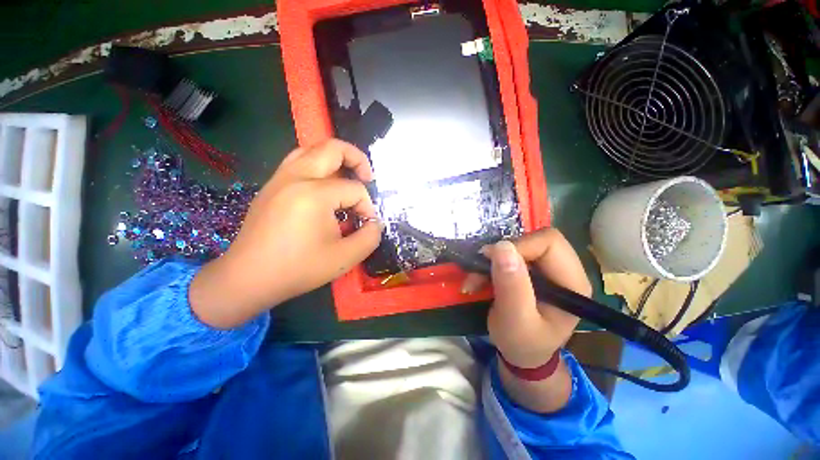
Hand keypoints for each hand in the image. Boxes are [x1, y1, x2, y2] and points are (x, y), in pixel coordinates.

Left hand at [190, 139, 383, 327]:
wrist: (248, 278)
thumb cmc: (298, 269)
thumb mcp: (345, 258)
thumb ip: (370, 237)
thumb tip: (374, 223)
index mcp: (315, 194)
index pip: (355, 189)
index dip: (367, 207)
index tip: (367, 225)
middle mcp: (296, 177)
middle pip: (333, 148)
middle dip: (357, 159)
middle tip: (368, 177)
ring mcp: (280, 178)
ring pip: (312, 150)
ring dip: (335, 159)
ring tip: (347, 176)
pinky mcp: (272, 186)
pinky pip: (298, 162)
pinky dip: (317, 166)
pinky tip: (324, 187)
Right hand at [462, 228, 591, 367]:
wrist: (521, 354)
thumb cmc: (522, 344)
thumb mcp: (515, 321)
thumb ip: (512, 286)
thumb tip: (502, 247)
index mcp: (572, 283)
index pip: (549, 242)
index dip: (519, 246)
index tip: (491, 260)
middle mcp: (564, 270)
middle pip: (534, 240)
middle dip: (502, 253)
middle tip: (481, 270)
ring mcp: (547, 268)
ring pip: (519, 245)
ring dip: (492, 260)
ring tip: (475, 280)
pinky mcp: (532, 269)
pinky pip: (510, 254)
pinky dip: (490, 264)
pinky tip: (479, 280)